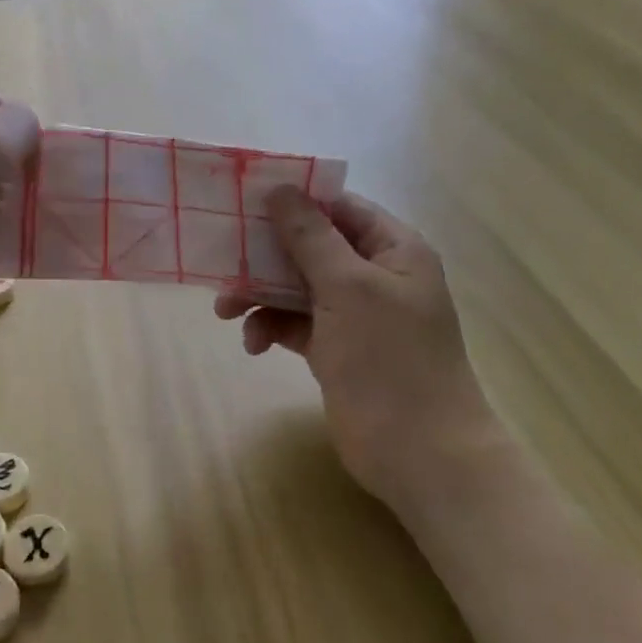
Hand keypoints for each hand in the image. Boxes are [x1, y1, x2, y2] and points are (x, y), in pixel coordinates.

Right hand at [215, 189, 492, 507]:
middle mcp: (374, 275)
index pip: (338, 207)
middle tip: (222, 258)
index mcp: (393, 249)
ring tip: (224, 311)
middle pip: (310, 246)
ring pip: (295, 286)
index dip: (294, 200)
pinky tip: (253, 344)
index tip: (244, 199)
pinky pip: (294, 323)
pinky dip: (270, 327)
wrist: (419, 454)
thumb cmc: (389, 358)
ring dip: (259, 294)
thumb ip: (310, 236)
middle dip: (265, 254)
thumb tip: (280, 188)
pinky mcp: (335, 349)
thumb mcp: (347, 287)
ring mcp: (354, 315)